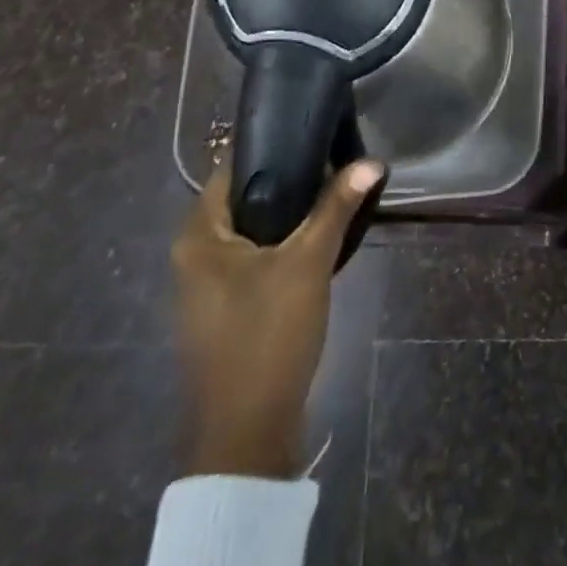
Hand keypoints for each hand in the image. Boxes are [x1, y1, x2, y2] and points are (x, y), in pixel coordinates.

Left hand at [171, 159, 383, 477]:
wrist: (247, 433)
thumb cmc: (267, 336)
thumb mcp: (307, 264)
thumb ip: (336, 208)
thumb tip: (372, 162)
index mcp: (198, 236)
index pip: (233, 169)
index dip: (274, 147)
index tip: (316, 132)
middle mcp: (194, 255)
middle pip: (246, 199)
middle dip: (291, 181)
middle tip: (336, 160)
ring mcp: (209, 286)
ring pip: (255, 230)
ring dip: (292, 214)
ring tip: (337, 192)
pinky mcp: (228, 308)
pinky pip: (257, 258)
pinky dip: (286, 244)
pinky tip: (321, 240)